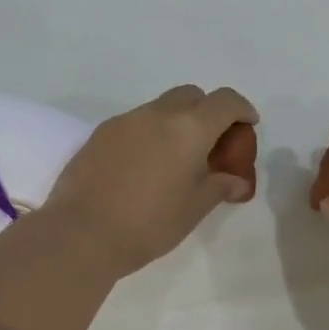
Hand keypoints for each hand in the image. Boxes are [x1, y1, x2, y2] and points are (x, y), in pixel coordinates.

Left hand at [44, 86, 259, 277]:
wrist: (81, 234)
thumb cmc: (148, 224)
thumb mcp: (194, 209)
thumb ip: (220, 186)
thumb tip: (236, 180)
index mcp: (188, 128)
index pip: (225, 102)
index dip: (242, 110)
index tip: (247, 127)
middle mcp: (156, 114)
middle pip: (191, 96)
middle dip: (207, 112)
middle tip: (211, 145)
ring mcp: (124, 121)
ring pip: (160, 108)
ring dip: (176, 124)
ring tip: (175, 160)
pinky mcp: (99, 135)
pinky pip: (134, 124)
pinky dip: (149, 135)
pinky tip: (144, 167)